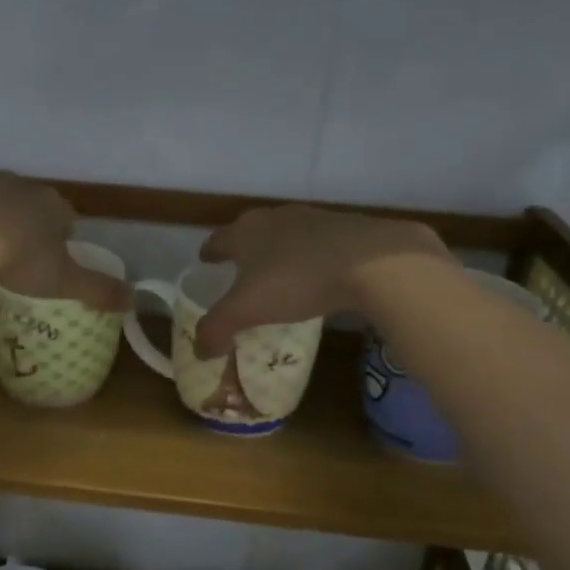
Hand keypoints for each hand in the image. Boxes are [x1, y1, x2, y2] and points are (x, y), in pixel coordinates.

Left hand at [0, 173, 130, 312]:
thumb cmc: (21, 260)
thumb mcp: (65, 281)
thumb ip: (99, 290)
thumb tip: (133, 300)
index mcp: (51, 203)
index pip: (67, 215)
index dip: (64, 236)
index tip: (56, 259)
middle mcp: (18, 187)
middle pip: (31, 204)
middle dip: (30, 226)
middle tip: (23, 259)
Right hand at [193, 205, 447, 356]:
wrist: (371, 261)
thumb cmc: (296, 279)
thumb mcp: (248, 309)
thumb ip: (217, 328)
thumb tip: (199, 351)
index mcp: (246, 232)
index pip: (218, 239)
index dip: (210, 251)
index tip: (205, 259)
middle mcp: (276, 218)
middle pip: (252, 231)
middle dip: (243, 249)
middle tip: (238, 269)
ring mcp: (313, 220)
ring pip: (286, 235)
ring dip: (278, 251)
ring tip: (277, 273)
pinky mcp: (346, 230)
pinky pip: (317, 244)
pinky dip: (309, 257)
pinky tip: (316, 276)